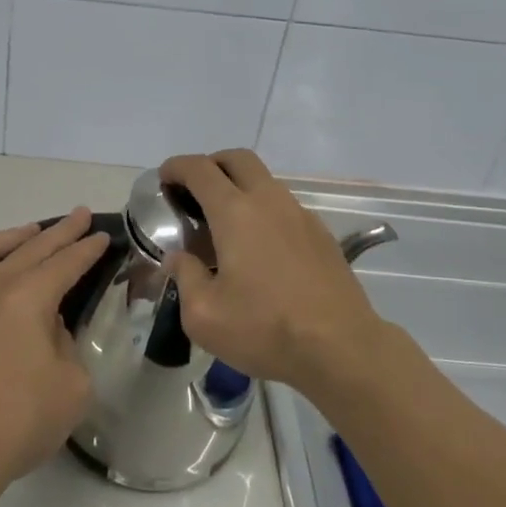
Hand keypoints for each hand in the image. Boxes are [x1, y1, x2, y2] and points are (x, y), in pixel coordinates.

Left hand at [0, 211, 108, 506]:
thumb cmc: (18, 422)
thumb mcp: (71, 385)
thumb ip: (65, 343)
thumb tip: (46, 327)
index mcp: (26, 298)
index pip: (64, 263)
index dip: (86, 248)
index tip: (102, 235)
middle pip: (30, 248)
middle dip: (59, 231)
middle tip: (80, 216)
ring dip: (16, 236)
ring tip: (34, 233)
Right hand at [160, 150, 386, 394]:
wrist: (341, 348)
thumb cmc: (265, 329)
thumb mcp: (204, 315)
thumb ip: (185, 277)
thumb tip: (179, 258)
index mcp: (235, 212)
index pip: (200, 169)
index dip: (177, 167)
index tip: (164, 179)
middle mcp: (269, 201)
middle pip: (237, 158)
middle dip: (211, 164)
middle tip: (194, 191)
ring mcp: (300, 214)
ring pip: (265, 180)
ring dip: (240, 187)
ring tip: (225, 224)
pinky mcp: (321, 234)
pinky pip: (285, 206)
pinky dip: (264, 210)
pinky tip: (260, 248)